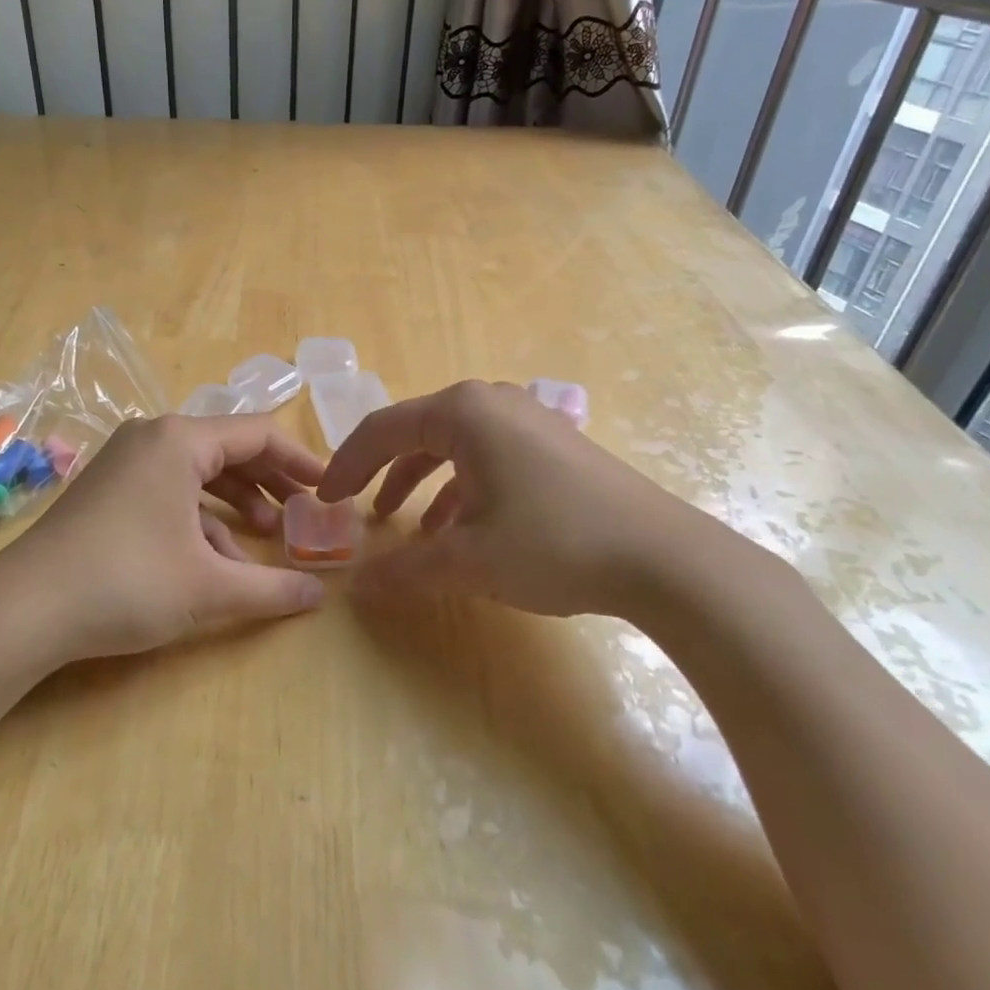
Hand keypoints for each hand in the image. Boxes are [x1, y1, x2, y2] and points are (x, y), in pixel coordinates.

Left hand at [0, 414, 327, 663]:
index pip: (258, 433)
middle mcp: (153, 438)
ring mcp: (127, 462)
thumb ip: (271, 589)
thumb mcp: (208, 588)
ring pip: (200, 471)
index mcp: (180, 440)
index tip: (330, 489)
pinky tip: (220, 559)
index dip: (300, 460)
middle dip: (272, 480)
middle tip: (307, 511)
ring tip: (270, 536)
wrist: (22, 610)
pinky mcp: (110, 490)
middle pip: (230, 448)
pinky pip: (171, 491)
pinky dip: (202, 518)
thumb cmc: (125, 582)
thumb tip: (319, 597)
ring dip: (239, 501)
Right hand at [318, 379, 732, 617]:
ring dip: (421, 482)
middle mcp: (491, 402)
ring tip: (404, 525)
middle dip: (381, 472)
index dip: (346, 465)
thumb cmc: (553, 544)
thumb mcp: (469, 560)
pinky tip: (459, 529)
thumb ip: (405, 569)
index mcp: (462, 412)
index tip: (324, 499)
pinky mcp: (552, 443)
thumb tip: (356, 586)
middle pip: (416, 431)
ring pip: (453, 445)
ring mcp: (526, 419)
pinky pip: (487, 455)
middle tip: (356, 508)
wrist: (665, 558)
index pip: (382, 430)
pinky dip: (461, 487)